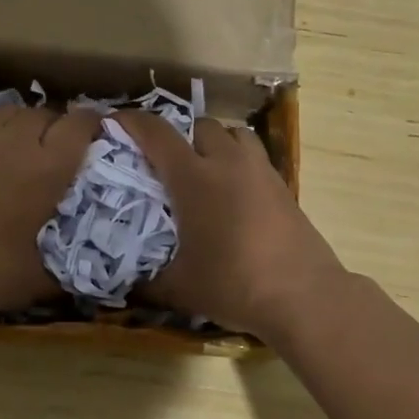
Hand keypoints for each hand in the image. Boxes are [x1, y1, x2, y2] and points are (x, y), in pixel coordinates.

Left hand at [0, 106, 100, 314]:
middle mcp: (17, 144)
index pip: (79, 125)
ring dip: (30, 123)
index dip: (95, 124)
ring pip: (14, 112)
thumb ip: (64, 275)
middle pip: (46, 113)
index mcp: (47, 168)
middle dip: (62, 125)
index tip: (103, 135)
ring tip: (32, 147)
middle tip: (67, 150)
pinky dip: (1, 133)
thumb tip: (85, 279)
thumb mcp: (34, 281)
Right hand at [114, 111, 349, 342]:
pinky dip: (239, 162)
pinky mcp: (283, 186)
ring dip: (214, 142)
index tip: (115, 121)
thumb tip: (122, 284)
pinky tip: (233, 193)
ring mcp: (260, 171)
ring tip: (204, 168)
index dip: (132, 122)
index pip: (157, 133)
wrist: (303, 296)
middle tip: (165, 160)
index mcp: (194, 178)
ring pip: (234, 134)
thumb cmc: (234, 285)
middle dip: (179, 135)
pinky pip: (255, 157)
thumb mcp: (179, 288)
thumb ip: (146, 281)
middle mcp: (227, 163)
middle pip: (200, 125)